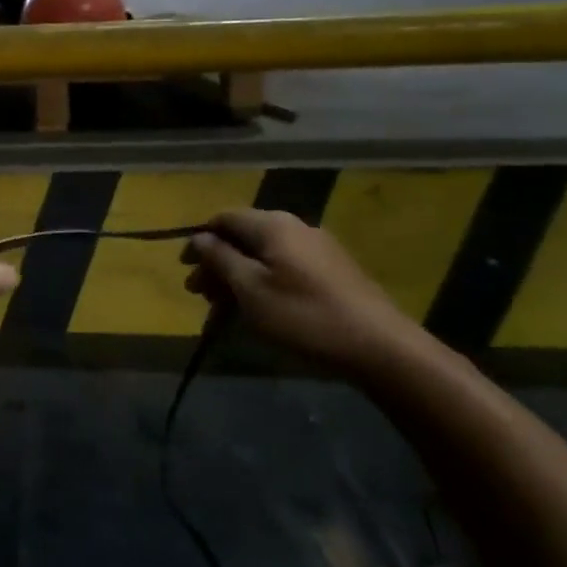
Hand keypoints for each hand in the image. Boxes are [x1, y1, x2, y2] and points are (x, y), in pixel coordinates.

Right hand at [182, 208, 426, 375]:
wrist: (381, 348)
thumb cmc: (304, 316)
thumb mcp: (250, 289)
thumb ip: (220, 259)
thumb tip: (199, 237)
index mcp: (272, 226)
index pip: (224, 218)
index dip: (200, 240)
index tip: (185, 268)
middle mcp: (295, 227)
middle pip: (244, 237)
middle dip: (217, 264)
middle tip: (200, 295)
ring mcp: (318, 249)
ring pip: (264, 256)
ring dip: (238, 277)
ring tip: (224, 311)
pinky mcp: (333, 272)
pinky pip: (285, 269)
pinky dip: (263, 284)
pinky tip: (259, 312)